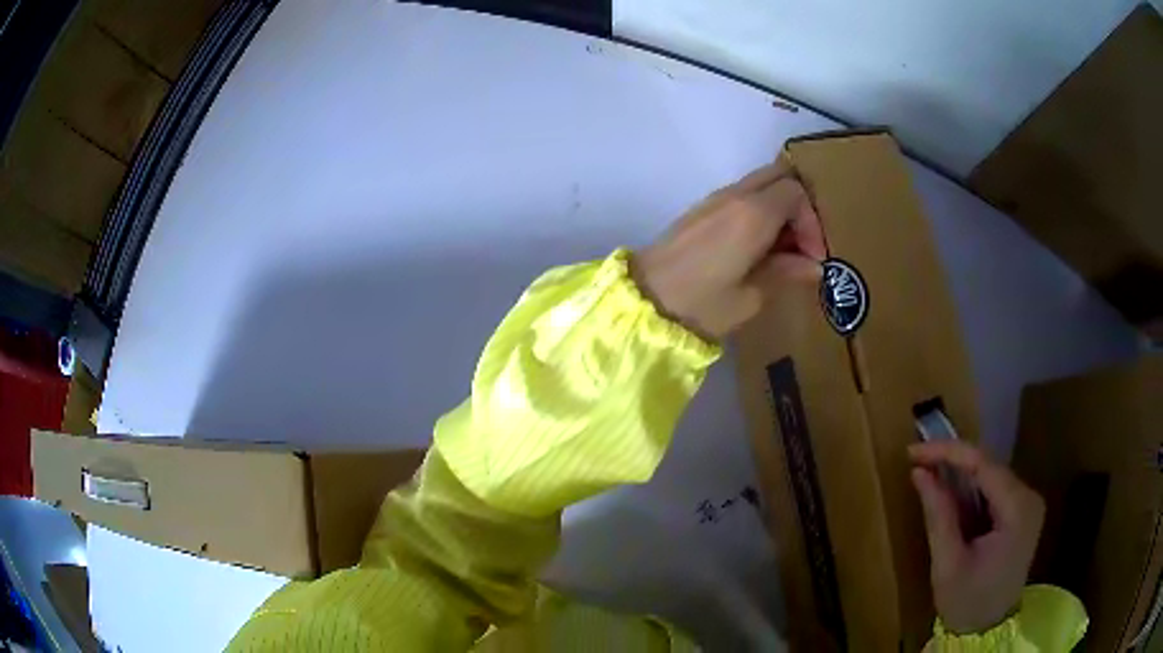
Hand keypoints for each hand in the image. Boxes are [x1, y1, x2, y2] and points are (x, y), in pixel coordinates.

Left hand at [632, 162, 825, 339]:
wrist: (643, 301)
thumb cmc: (700, 305)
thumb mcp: (750, 297)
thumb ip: (785, 273)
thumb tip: (814, 266)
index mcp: (752, 214)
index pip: (796, 193)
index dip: (812, 222)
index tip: (812, 257)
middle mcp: (734, 196)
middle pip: (779, 176)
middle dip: (799, 205)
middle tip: (802, 243)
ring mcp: (714, 199)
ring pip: (759, 183)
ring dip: (778, 207)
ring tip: (782, 249)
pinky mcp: (700, 209)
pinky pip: (741, 195)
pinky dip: (759, 210)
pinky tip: (757, 247)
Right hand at [909, 441, 1045, 633]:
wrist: (986, 630)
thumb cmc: (967, 602)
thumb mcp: (947, 564)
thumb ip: (938, 515)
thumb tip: (919, 472)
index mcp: (1018, 510)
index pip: (984, 464)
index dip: (948, 452)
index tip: (913, 451)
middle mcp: (1029, 497)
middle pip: (990, 466)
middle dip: (953, 462)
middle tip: (917, 462)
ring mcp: (1028, 504)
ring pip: (991, 475)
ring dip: (960, 475)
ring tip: (927, 474)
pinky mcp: (1021, 512)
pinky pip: (993, 489)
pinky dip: (969, 489)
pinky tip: (949, 494)